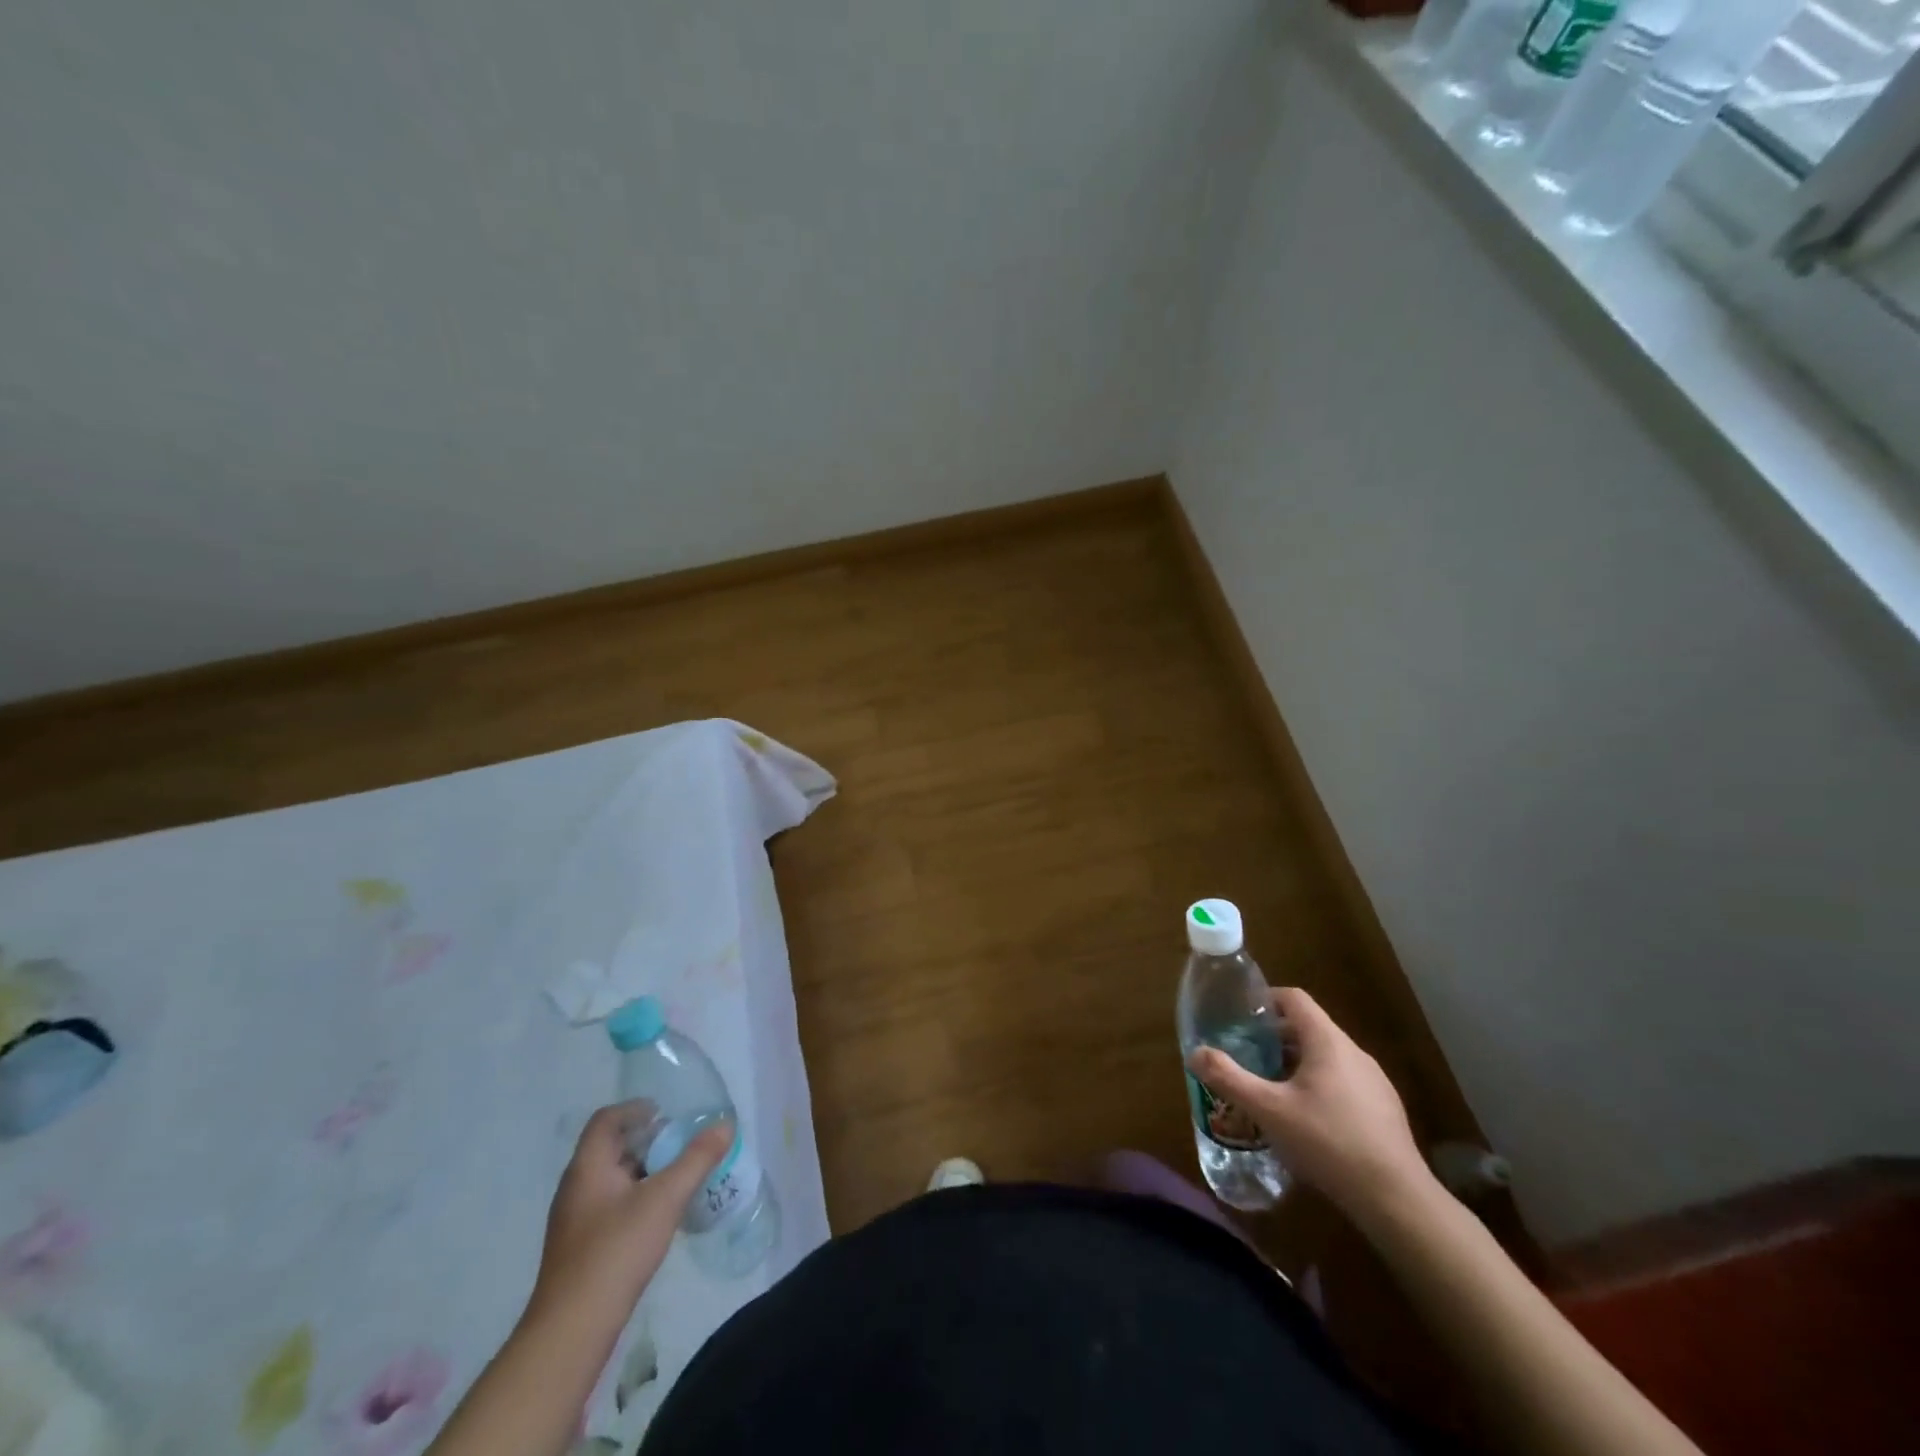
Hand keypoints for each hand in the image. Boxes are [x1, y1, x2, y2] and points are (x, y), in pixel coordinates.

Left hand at [526, 1101, 731, 1329]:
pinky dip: (635, 1198)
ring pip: (611, 1179)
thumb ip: (697, 1158)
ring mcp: (574, 1221)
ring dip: (643, 1171)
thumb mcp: (665, 1198)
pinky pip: (609, 1206)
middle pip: (610, 1148)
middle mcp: (575, 1187)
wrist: (571, 1331)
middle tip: (680, 1143)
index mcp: (588, 1167)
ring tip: (676, 1177)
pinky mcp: (579, 1249)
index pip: (606, 1120)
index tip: (665, 1113)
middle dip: (646, 1140)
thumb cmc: (616, 1251)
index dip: (635, 1109)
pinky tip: (658, 1216)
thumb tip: (725, 1124)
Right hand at [1190, 987, 1433, 1224]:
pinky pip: (1344, 1082)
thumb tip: (1195, 1052)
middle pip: (1309, 1028)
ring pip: (1327, 1057)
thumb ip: (1229, 1078)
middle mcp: (1354, 1052)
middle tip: (1246, 1054)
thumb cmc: (1327, 1142)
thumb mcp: (1268, 1109)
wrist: (1397, 1200)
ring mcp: (1374, 1082)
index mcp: (1327, 1041)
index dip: (1265, 999)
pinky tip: (1306, 1121)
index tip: (1241, 1015)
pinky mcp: (1384, 1110)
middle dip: (1275, 1037)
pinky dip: (1319, 1086)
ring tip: (1270, 1088)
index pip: (1294, 998)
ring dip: (1296, 1064)